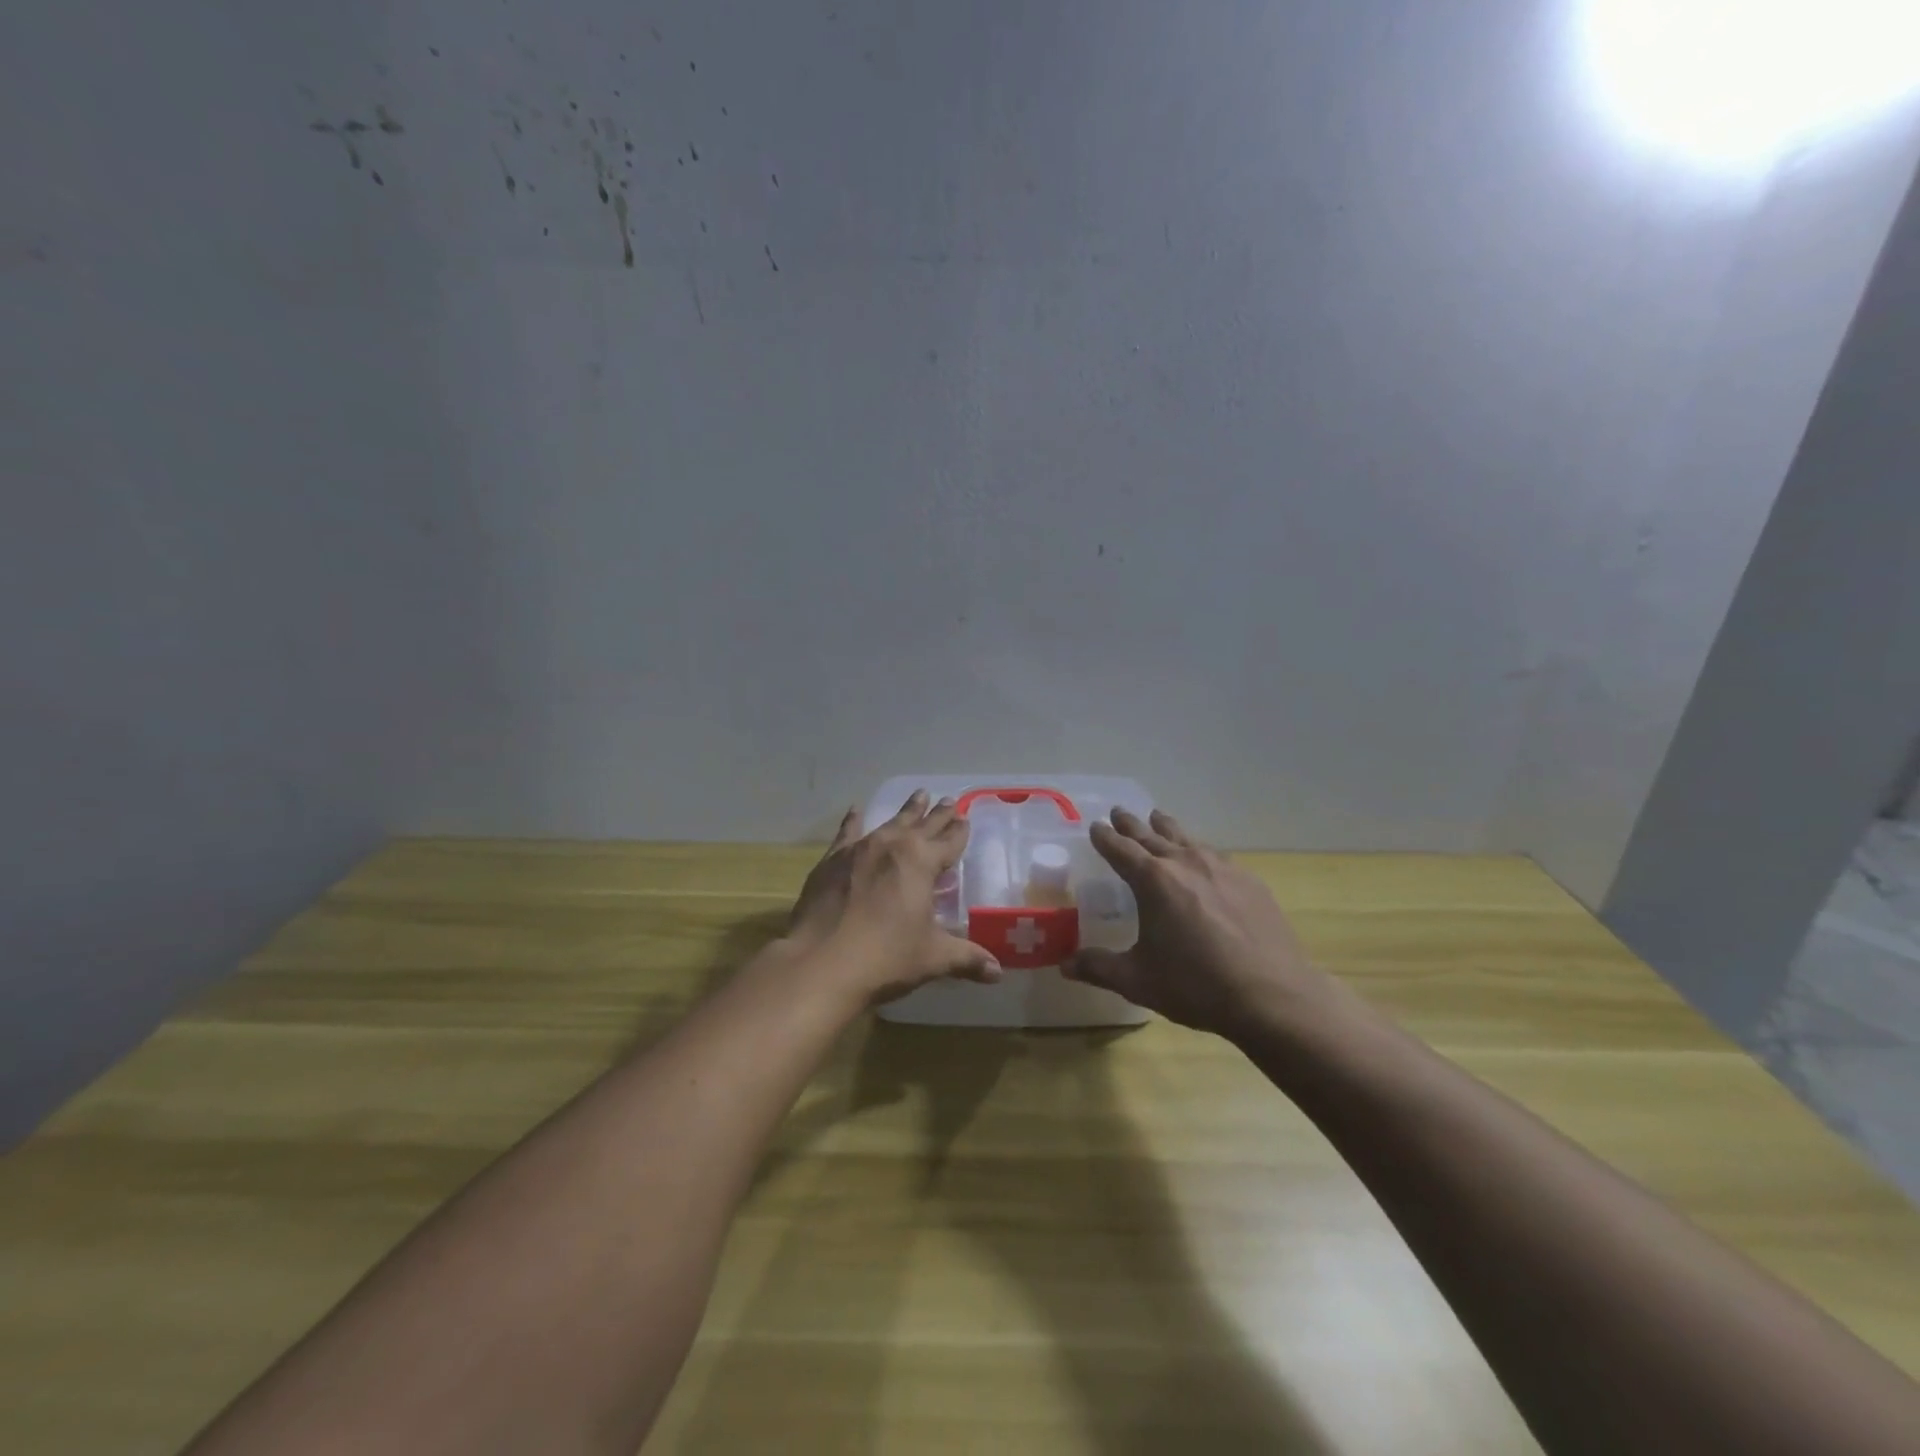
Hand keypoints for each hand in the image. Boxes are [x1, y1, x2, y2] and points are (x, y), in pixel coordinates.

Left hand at [785, 792, 1002, 1005]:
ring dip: (906, 812)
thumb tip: (998, 972)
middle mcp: (893, 846)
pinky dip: (853, 820)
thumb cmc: (885, 958)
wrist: (820, 963)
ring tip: (918, 795)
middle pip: (922, 825)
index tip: (965, 818)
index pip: (949, 842)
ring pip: (890, 823)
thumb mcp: (932, 958)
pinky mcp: (831, 861)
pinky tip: (855, 809)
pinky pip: (847, 833)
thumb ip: (967, 959)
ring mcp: (859, 850)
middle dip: (937, 815)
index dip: (959, 832)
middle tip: (948, 800)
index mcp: (922, 862)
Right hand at [1063, 808, 1341, 1038]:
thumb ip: (1098, 968)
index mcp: (1153, 880)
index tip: (1095, 826)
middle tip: (1119, 812)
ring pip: (1187, 838)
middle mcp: (1185, 863)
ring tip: (1158, 819)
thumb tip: (1064, 964)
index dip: (1105, 837)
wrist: (1273, 996)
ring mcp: (1222, 868)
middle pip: (1152, 835)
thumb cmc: (1196, 985)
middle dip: (1132, 824)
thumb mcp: (1138, 980)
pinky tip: (1204, 858)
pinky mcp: (1249, 882)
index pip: (1121, 849)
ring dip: (1167, 828)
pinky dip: (1199, 850)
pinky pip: (1216, 855)